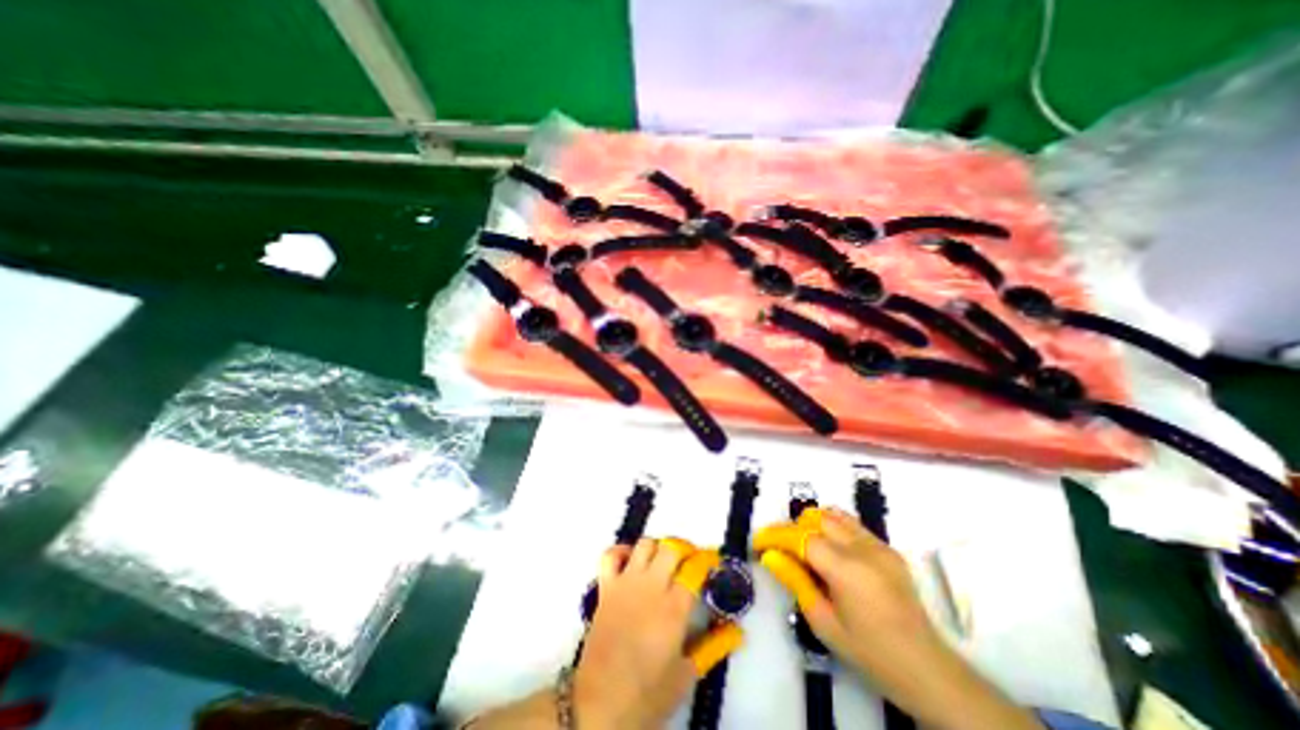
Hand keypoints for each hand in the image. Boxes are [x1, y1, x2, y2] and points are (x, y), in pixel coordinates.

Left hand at [575, 535, 746, 729]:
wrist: (600, 704)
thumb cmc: (647, 694)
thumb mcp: (686, 675)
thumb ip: (713, 647)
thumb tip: (738, 632)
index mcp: (674, 607)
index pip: (695, 569)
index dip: (706, 560)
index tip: (712, 562)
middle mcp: (651, 586)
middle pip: (671, 548)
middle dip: (684, 549)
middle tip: (689, 562)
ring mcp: (626, 583)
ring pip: (644, 544)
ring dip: (657, 548)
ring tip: (662, 561)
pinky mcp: (606, 588)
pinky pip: (611, 555)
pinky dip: (622, 551)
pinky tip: (631, 562)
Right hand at [759, 506, 1043, 728]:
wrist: (927, 669)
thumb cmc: (870, 653)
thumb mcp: (824, 623)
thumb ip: (795, 582)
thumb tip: (770, 556)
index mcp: (847, 570)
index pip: (801, 537)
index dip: (775, 535)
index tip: (758, 541)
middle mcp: (863, 549)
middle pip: (816, 518)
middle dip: (793, 529)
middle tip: (781, 549)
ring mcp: (879, 545)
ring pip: (834, 515)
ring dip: (813, 524)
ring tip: (805, 547)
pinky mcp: (888, 549)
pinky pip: (852, 525)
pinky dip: (833, 529)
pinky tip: (831, 553)